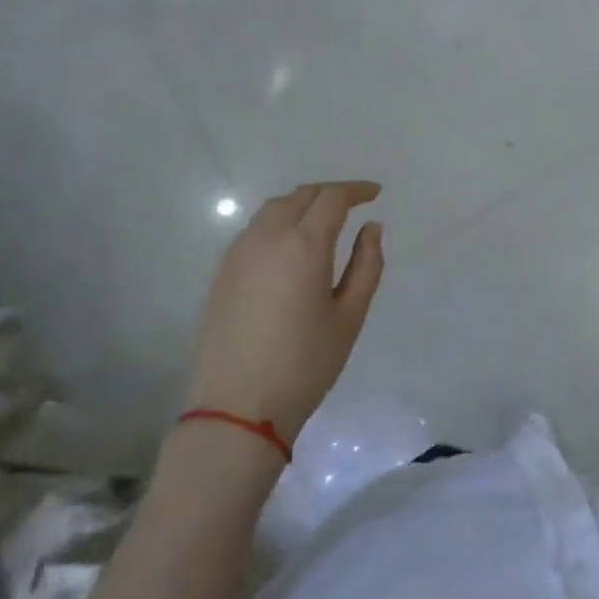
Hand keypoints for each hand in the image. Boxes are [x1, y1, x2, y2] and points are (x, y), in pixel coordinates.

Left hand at [187, 181, 384, 437]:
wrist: (237, 408)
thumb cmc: (305, 364)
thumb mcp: (349, 317)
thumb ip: (367, 265)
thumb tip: (371, 228)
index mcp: (304, 246)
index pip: (332, 198)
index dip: (356, 190)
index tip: (376, 194)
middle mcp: (267, 238)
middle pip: (300, 196)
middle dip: (329, 193)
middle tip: (352, 204)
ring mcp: (238, 254)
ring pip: (273, 210)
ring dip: (301, 205)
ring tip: (322, 221)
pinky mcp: (222, 273)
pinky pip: (254, 231)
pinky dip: (278, 223)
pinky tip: (290, 247)